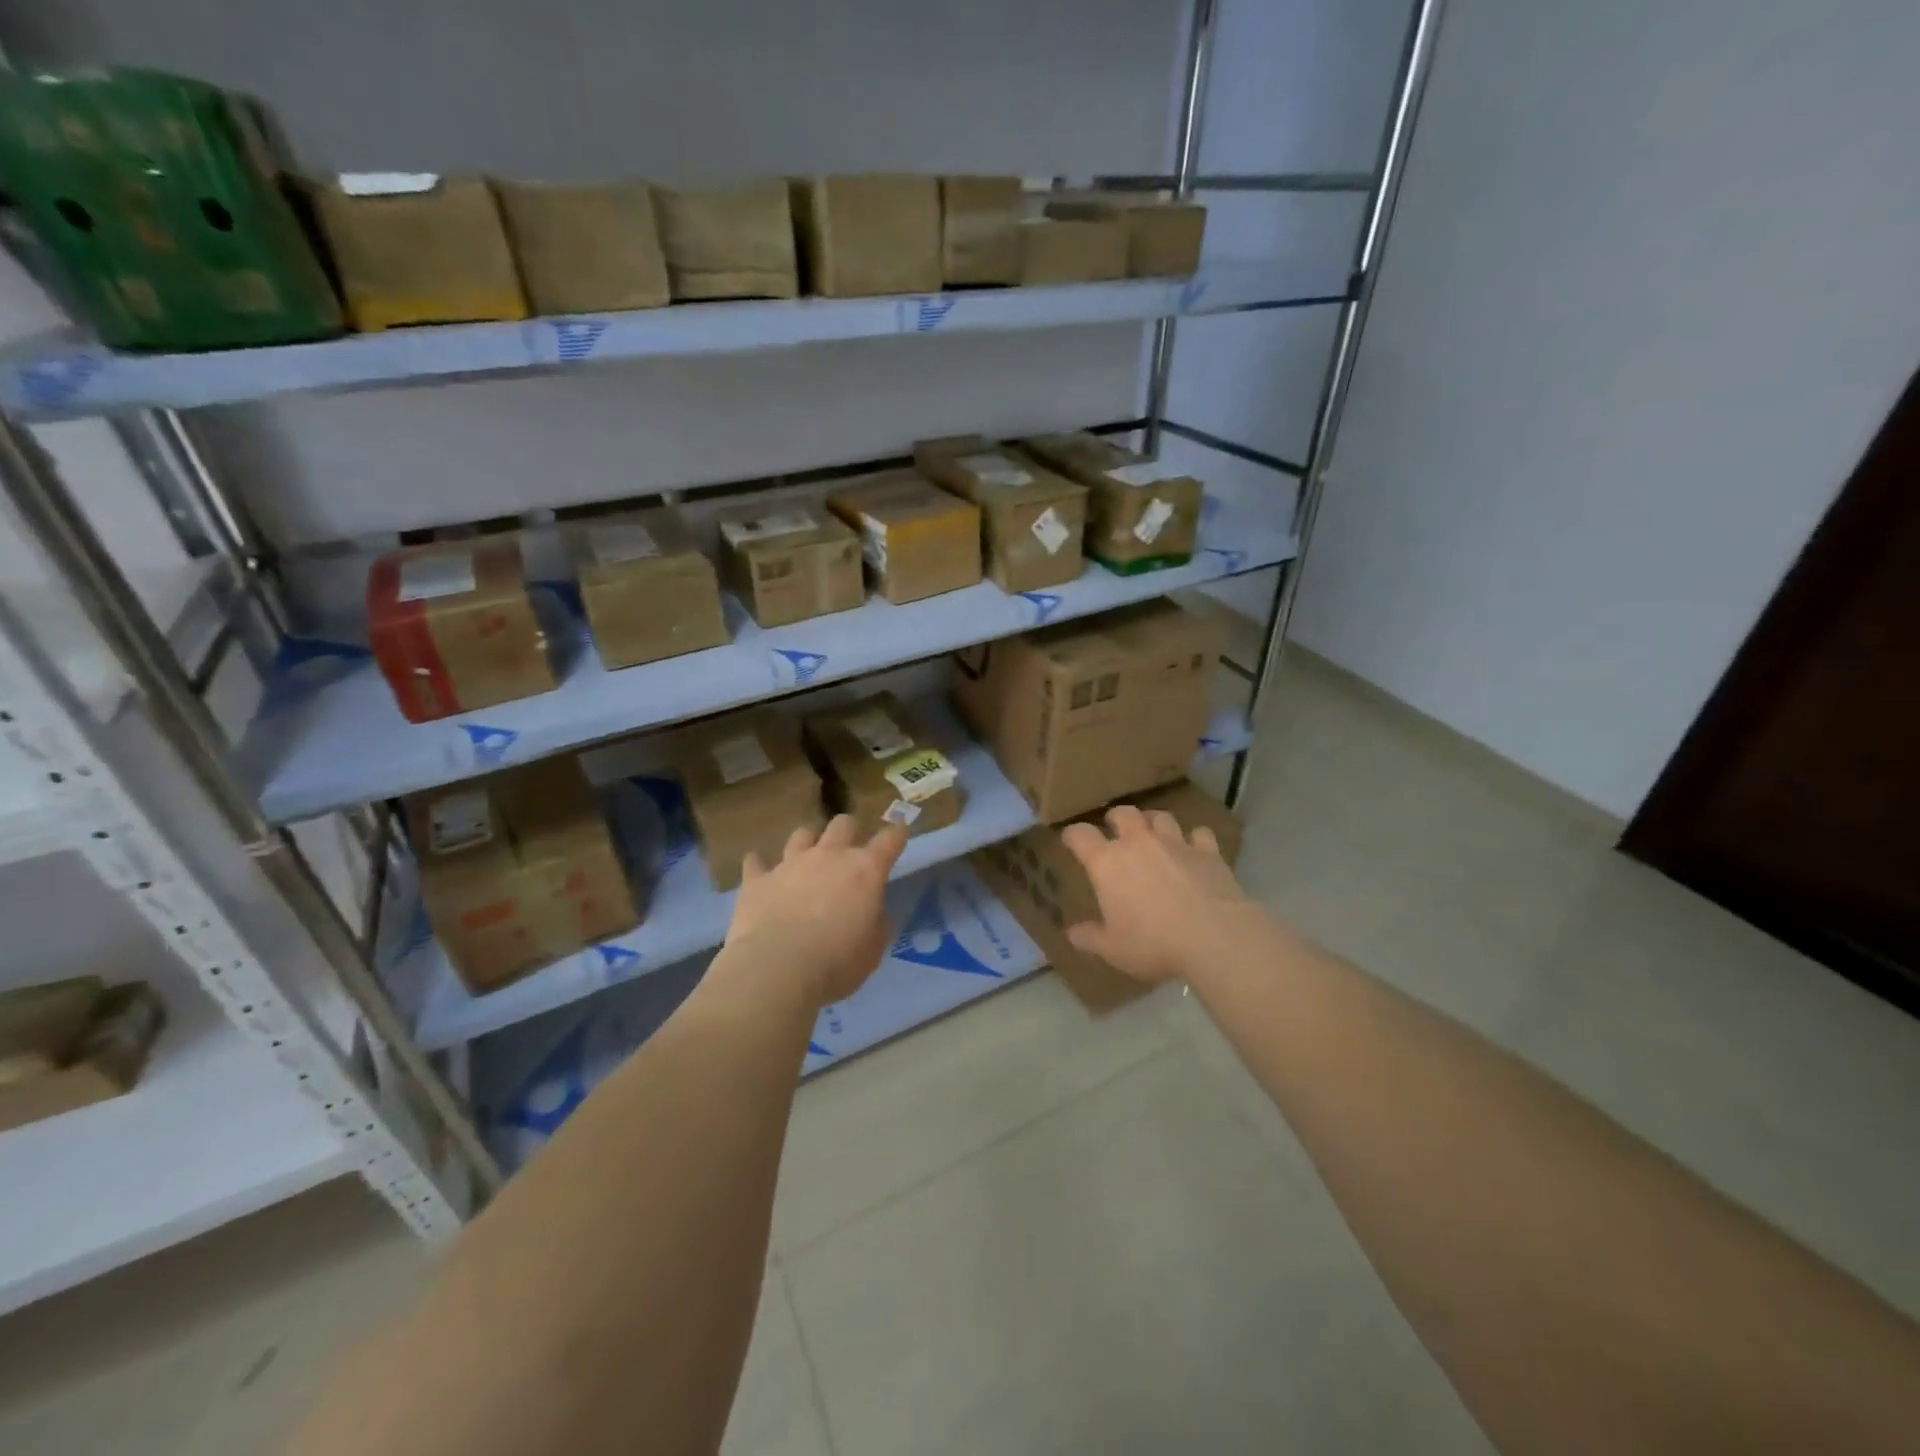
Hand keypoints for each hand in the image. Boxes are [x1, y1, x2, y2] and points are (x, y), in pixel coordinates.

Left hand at [720, 815, 907, 1008]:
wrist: (777, 969)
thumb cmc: (837, 962)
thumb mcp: (873, 950)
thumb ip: (877, 923)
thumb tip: (874, 912)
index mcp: (865, 871)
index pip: (889, 840)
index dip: (897, 834)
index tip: (900, 833)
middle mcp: (829, 856)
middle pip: (843, 824)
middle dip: (850, 831)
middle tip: (850, 849)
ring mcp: (790, 864)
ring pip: (801, 835)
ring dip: (808, 843)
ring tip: (807, 859)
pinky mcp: (757, 880)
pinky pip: (755, 863)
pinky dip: (759, 866)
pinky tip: (759, 871)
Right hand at [1060, 804, 1259, 984]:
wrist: (1215, 938)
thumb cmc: (1154, 943)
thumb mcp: (1114, 949)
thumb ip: (1090, 938)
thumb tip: (1072, 933)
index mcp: (1107, 863)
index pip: (1080, 835)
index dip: (1072, 835)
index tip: (1071, 841)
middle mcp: (1138, 842)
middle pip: (1123, 813)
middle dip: (1115, 818)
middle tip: (1115, 831)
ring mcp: (1176, 843)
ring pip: (1161, 817)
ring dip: (1153, 823)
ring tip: (1154, 835)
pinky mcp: (1208, 851)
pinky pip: (1199, 834)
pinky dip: (1194, 839)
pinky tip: (1195, 849)